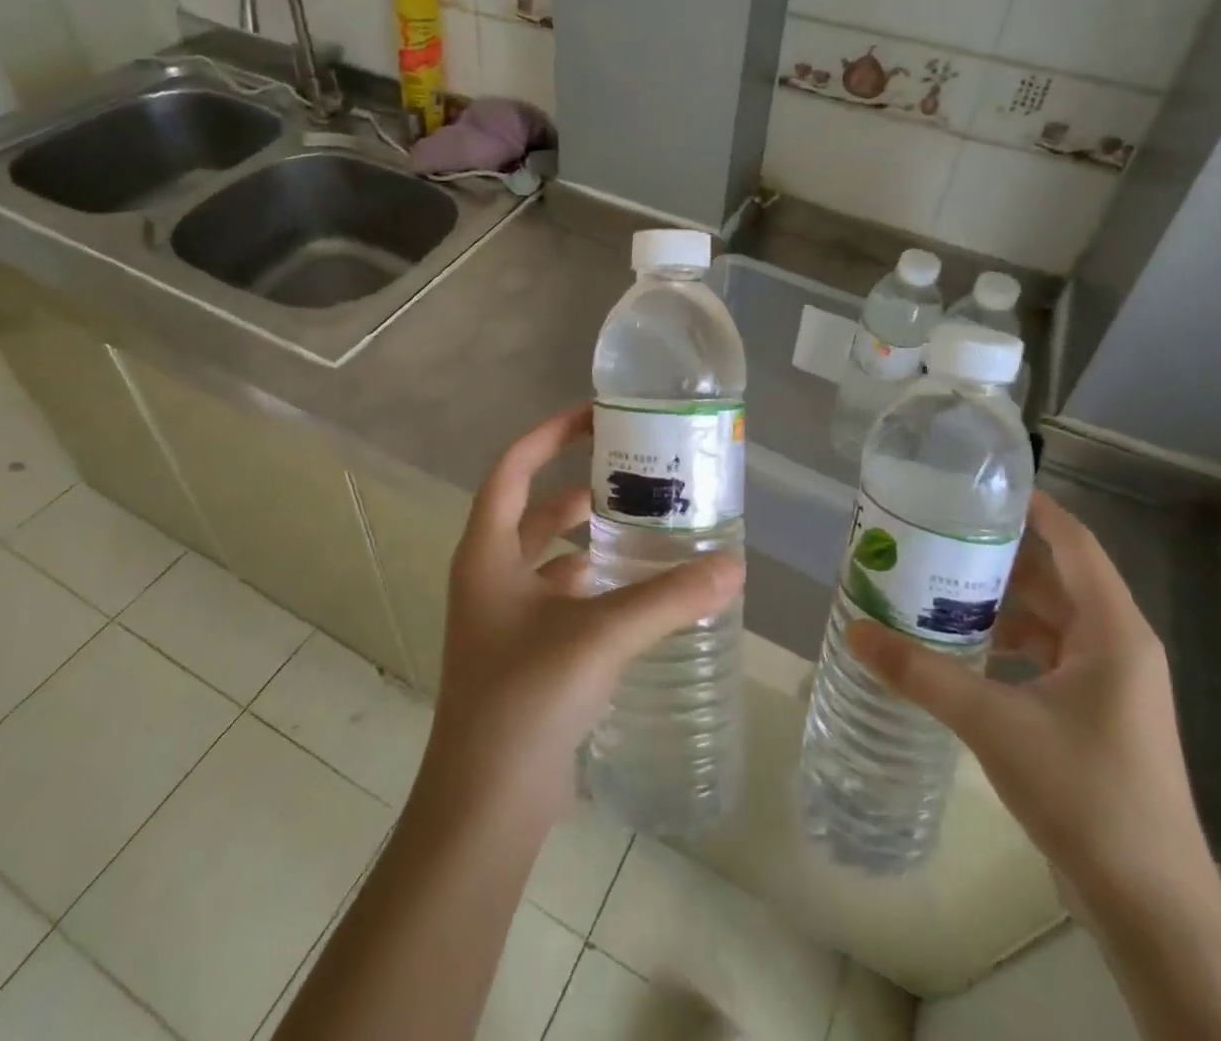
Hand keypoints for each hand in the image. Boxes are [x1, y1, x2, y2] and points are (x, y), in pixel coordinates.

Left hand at [419, 403, 744, 828]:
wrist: (487, 804)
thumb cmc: (527, 698)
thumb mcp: (600, 635)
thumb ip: (668, 598)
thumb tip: (733, 566)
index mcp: (487, 553)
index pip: (512, 469)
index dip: (548, 435)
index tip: (594, 416)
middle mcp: (489, 576)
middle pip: (535, 510)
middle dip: (580, 489)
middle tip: (635, 475)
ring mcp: (502, 617)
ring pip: (549, 557)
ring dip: (589, 540)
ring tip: (645, 528)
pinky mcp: (524, 652)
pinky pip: (560, 598)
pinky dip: (593, 585)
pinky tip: (636, 591)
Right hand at [847, 490, 1211, 917]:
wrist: (1150, 907)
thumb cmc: (1085, 793)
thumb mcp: (993, 723)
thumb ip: (921, 673)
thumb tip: (855, 632)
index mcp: (1113, 631)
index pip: (1074, 542)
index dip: (1032, 507)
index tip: (977, 485)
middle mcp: (1116, 646)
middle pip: (1054, 578)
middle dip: (997, 555)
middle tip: (936, 533)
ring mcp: (1107, 683)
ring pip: (1047, 619)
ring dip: (997, 602)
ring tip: (935, 583)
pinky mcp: (1092, 714)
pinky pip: (1044, 655)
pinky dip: (1004, 642)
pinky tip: (958, 647)